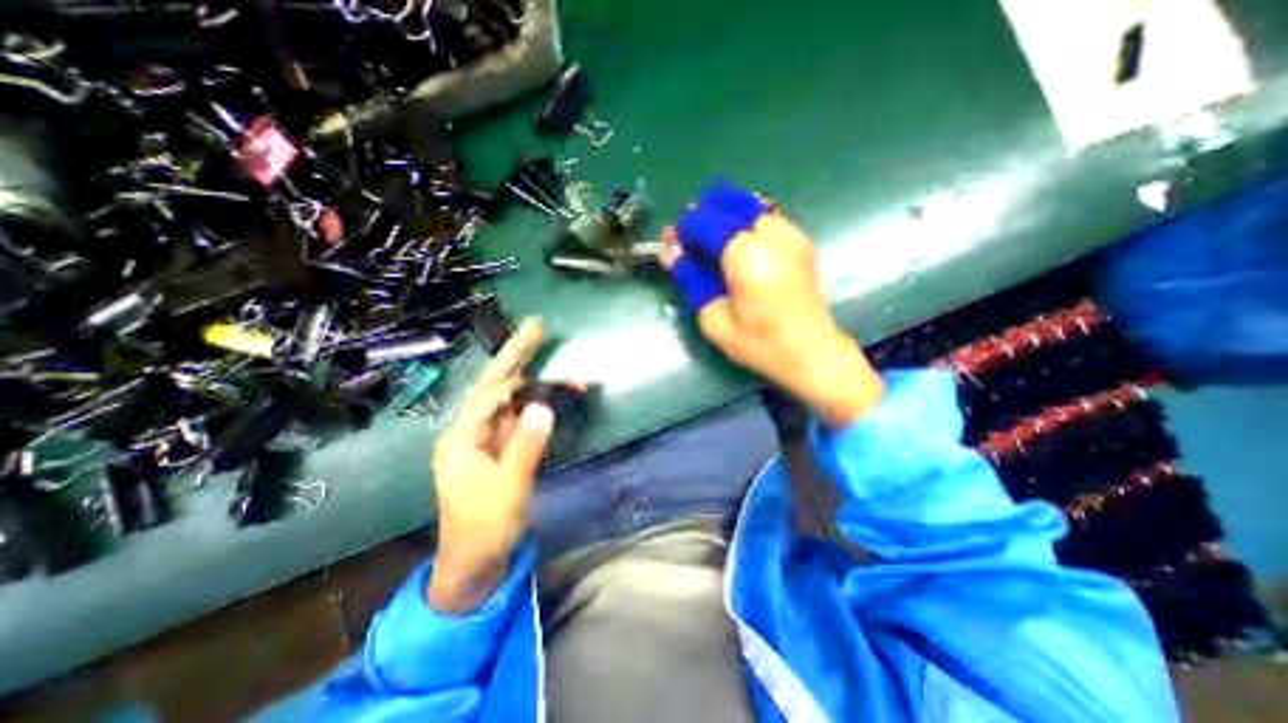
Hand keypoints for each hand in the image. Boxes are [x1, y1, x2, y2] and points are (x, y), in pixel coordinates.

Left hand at [428, 320, 555, 611]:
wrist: (476, 560)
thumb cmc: (484, 528)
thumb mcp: (507, 489)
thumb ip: (526, 446)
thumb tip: (544, 407)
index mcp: (461, 438)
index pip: (489, 396)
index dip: (517, 380)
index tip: (545, 371)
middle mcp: (471, 430)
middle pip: (495, 384)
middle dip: (515, 355)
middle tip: (536, 326)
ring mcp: (488, 437)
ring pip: (511, 397)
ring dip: (533, 377)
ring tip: (545, 346)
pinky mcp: (502, 446)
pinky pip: (520, 415)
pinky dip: (537, 400)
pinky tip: (549, 388)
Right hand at [663, 202, 886, 427]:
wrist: (811, 351)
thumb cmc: (758, 342)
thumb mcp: (713, 318)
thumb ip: (691, 279)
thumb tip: (673, 253)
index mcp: (745, 255)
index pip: (706, 221)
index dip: (686, 228)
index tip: (675, 244)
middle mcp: (770, 235)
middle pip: (729, 204)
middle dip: (704, 215)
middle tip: (691, 239)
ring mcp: (791, 234)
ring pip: (751, 204)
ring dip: (726, 213)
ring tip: (713, 237)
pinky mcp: (802, 241)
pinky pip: (769, 216)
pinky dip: (748, 219)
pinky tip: (740, 240)